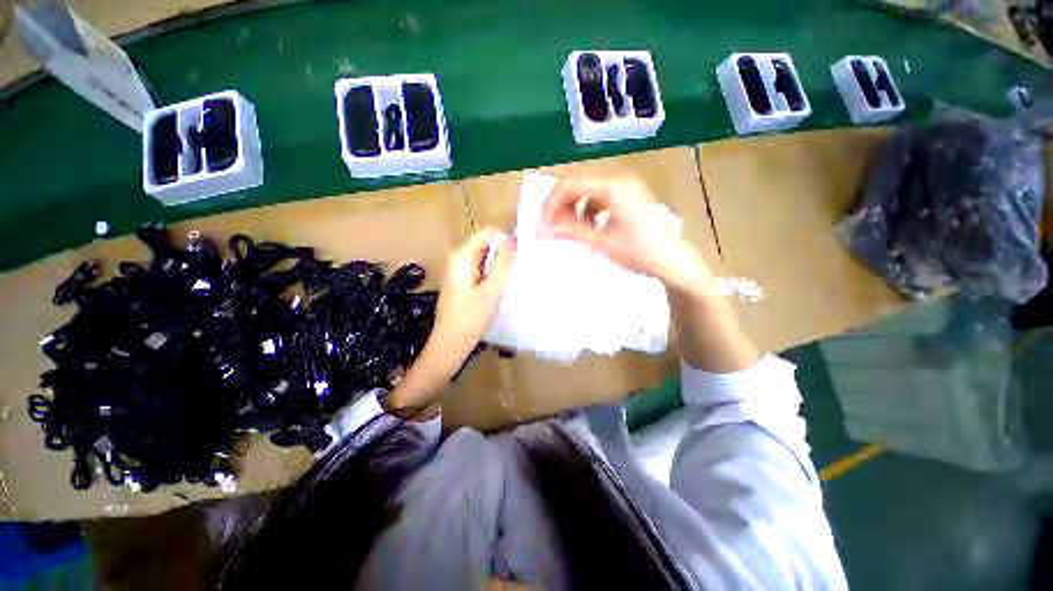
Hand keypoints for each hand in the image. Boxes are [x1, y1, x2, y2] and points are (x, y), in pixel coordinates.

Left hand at [428, 228, 516, 370]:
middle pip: (484, 244)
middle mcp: (456, 258)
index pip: (487, 232)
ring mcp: (455, 270)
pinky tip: (497, 287)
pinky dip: (489, 273)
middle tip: (516, 269)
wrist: (450, 343)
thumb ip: (503, 262)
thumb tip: (513, 239)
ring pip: (482, 257)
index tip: (519, 253)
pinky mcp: (458, 281)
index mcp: (462, 256)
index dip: (505, 239)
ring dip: (496, 265)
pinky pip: (477, 268)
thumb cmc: (472, 317)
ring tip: (509, 279)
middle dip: (501, 253)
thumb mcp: (492, 289)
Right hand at [540, 176, 704, 285]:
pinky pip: (598, 198)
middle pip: (577, 185)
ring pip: (587, 192)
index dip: (552, 204)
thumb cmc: (638, 251)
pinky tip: (588, 227)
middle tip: (552, 228)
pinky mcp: (627, 196)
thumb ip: (572, 232)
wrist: (671, 259)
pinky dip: (587, 211)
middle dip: (561, 207)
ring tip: (570, 230)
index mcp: (612, 188)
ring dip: (574, 209)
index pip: (571, 185)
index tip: (543, 223)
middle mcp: (618, 180)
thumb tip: (545, 229)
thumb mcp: (601, 242)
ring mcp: (624, 187)